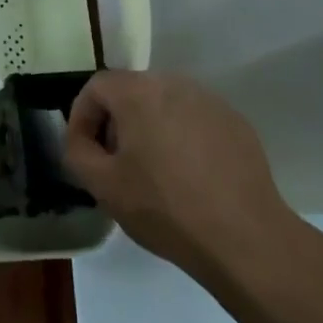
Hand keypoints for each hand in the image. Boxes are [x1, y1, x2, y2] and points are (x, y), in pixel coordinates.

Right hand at [65, 70, 322, 298]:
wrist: (245, 238)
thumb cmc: (165, 209)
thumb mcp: (103, 186)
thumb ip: (77, 152)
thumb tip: (81, 139)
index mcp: (138, 91)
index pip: (96, 87)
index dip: (82, 117)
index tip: (84, 151)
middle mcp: (173, 83)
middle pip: (131, 92)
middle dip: (116, 122)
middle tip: (116, 162)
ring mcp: (209, 100)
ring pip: (164, 105)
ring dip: (150, 128)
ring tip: (153, 171)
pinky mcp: (235, 122)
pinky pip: (194, 120)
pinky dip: (182, 138)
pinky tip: (189, 177)